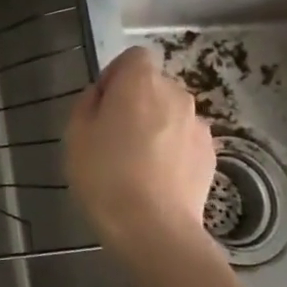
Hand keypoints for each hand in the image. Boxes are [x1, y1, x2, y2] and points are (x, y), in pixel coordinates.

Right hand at [65, 47, 217, 274]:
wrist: (154, 229)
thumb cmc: (105, 175)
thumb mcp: (76, 134)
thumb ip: (88, 103)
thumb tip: (102, 96)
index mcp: (140, 83)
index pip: (134, 56)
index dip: (117, 74)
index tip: (102, 102)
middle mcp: (176, 95)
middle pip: (154, 85)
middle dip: (137, 101)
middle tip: (114, 134)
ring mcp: (198, 126)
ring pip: (171, 113)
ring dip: (157, 125)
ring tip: (137, 161)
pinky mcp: (211, 155)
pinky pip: (184, 139)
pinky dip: (172, 149)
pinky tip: (157, 178)